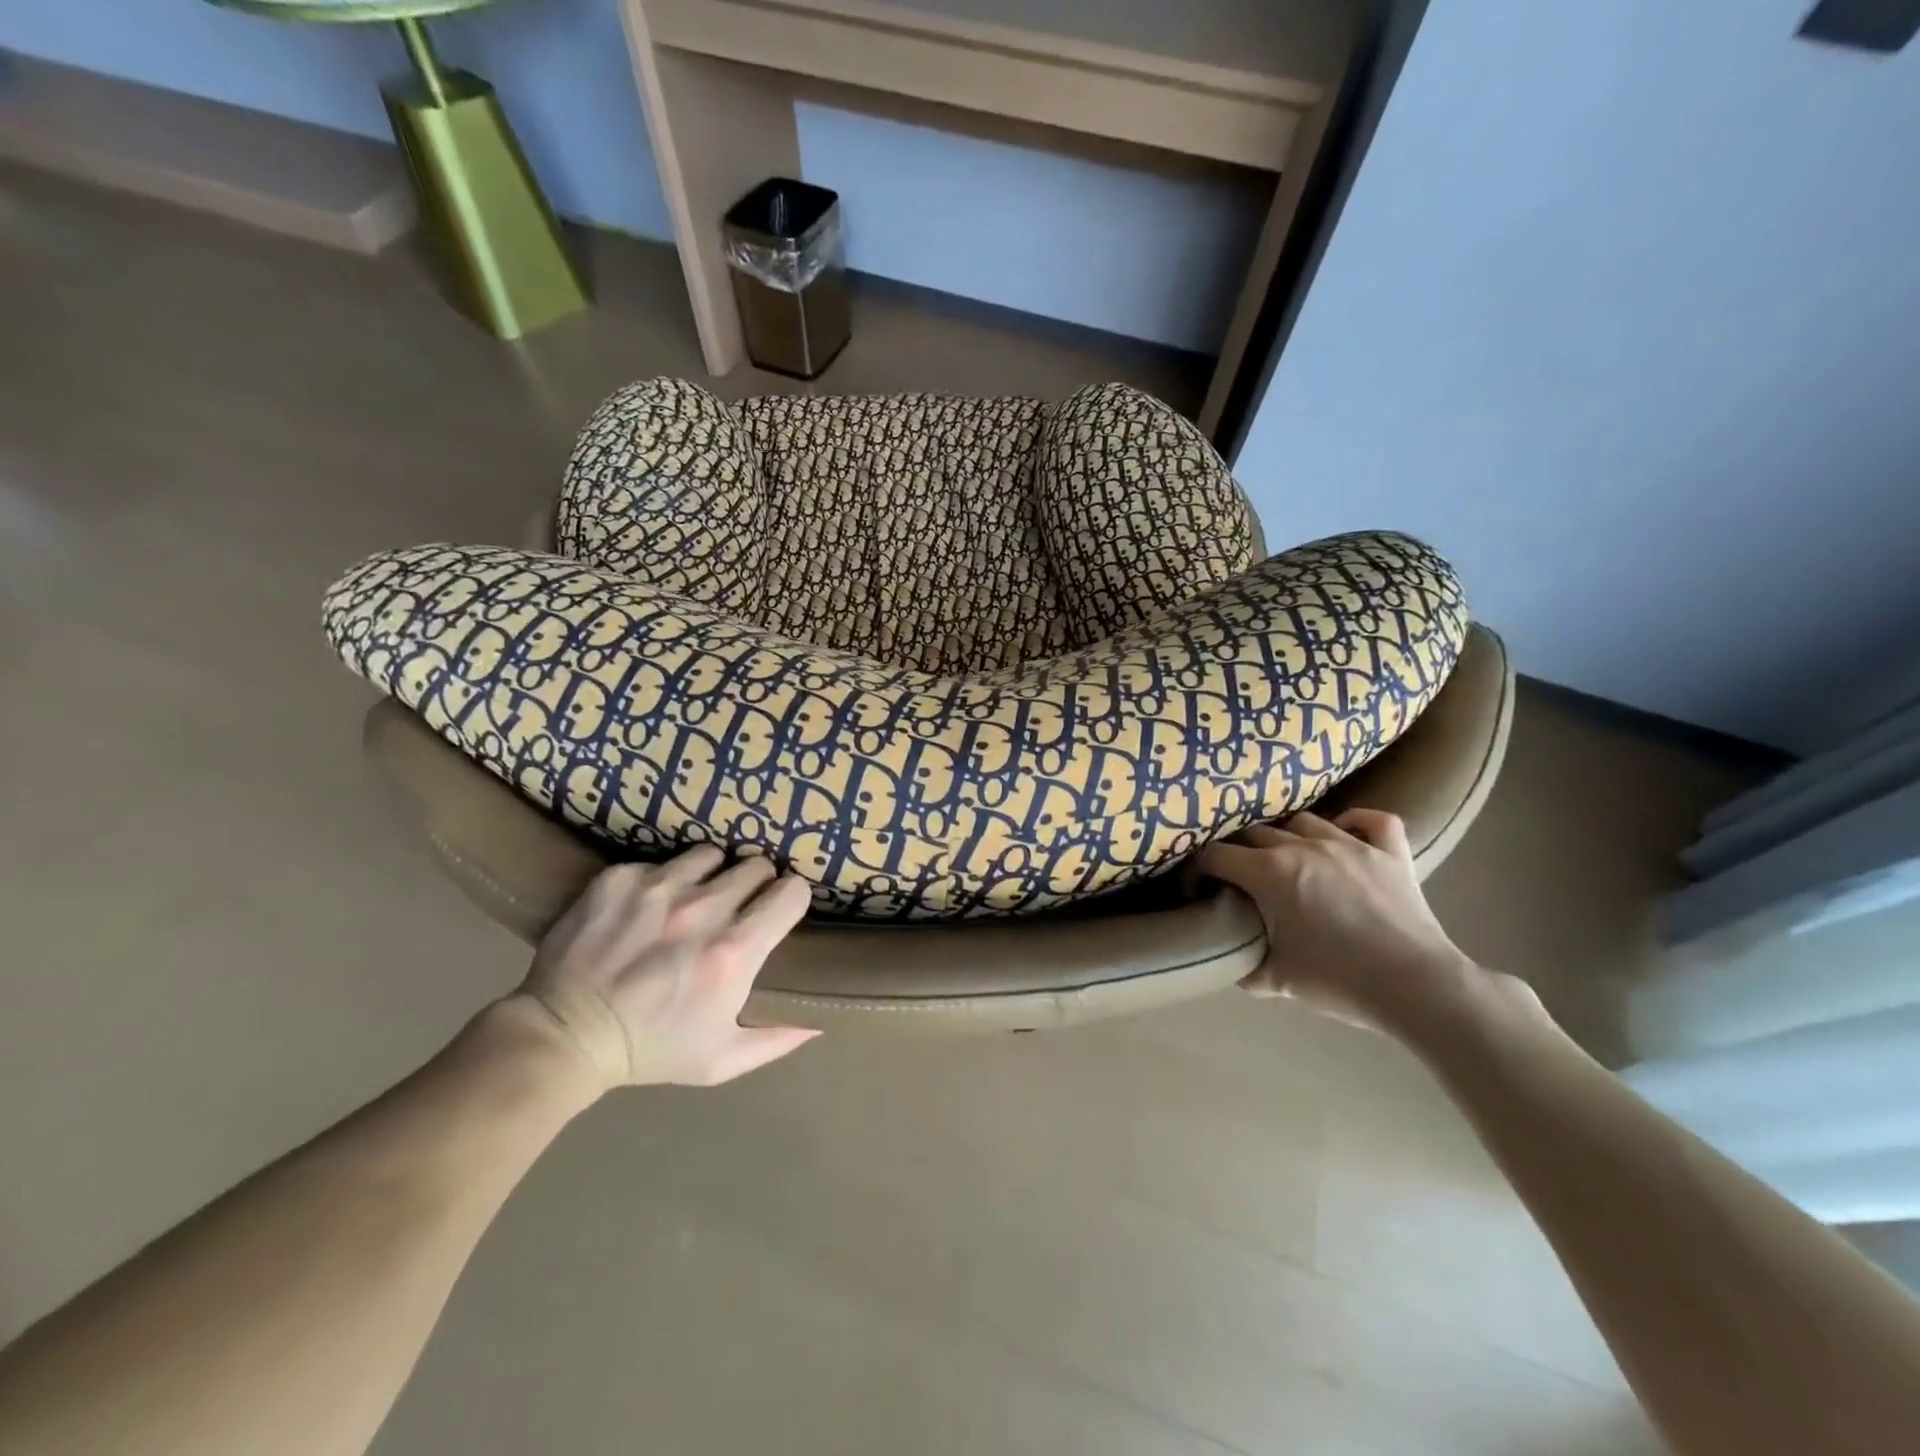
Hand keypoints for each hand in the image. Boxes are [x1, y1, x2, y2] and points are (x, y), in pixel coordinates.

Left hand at [506, 848, 818, 1093]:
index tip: (777, 910)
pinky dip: (662, 880)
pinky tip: (647, 907)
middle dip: (755, 883)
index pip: (792, 891)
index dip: (790, 899)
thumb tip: (818, 1025)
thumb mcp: (719, 1061)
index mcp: (734, 951)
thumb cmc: (650, 1051)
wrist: (563, 1036)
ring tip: (693, 898)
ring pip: (712, 854)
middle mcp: (703, 910)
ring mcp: (658, 888)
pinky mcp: (619, 879)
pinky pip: (660, 862)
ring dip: (711, 874)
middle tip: (737, 906)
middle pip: (756, 865)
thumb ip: (775, 1040)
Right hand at [1197, 809, 1476, 1030]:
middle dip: (1238, 851)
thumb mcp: (1276, 981)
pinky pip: (1372, 819)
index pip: (1216, 855)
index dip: (1199, 870)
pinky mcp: (1390, 852)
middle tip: (1239, 877)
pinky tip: (1346, 834)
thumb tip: (1230, 959)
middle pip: (1254, 833)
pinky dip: (1356, 821)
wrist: (1416, 987)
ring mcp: (1350, 843)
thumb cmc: (1339, 981)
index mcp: (1270, 872)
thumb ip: (1244, 965)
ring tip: (1287, 857)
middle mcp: (1303, 846)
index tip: (1199, 887)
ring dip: (1287, 836)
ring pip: (1304, 821)